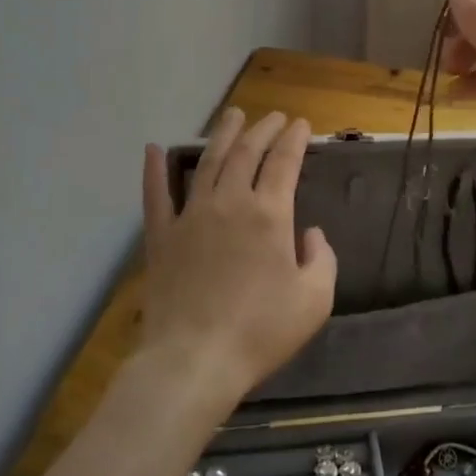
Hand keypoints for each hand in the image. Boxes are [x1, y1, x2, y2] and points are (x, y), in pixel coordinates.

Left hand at [140, 109, 337, 400]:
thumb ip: (322, 259)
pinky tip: (154, 148)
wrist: (194, 360)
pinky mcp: (162, 236)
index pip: (284, 161)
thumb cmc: (261, 331)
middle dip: (263, 129)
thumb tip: (310, 234)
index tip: (302, 124)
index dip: (295, 138)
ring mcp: (191, 216)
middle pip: (247, 152)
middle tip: (273, 117)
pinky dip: (154, 170)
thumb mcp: (315, 299)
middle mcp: (230, 202)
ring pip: (208, 162)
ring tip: (233, 115)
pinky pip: (156, 195)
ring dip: (223, 135)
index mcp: (270, 214)